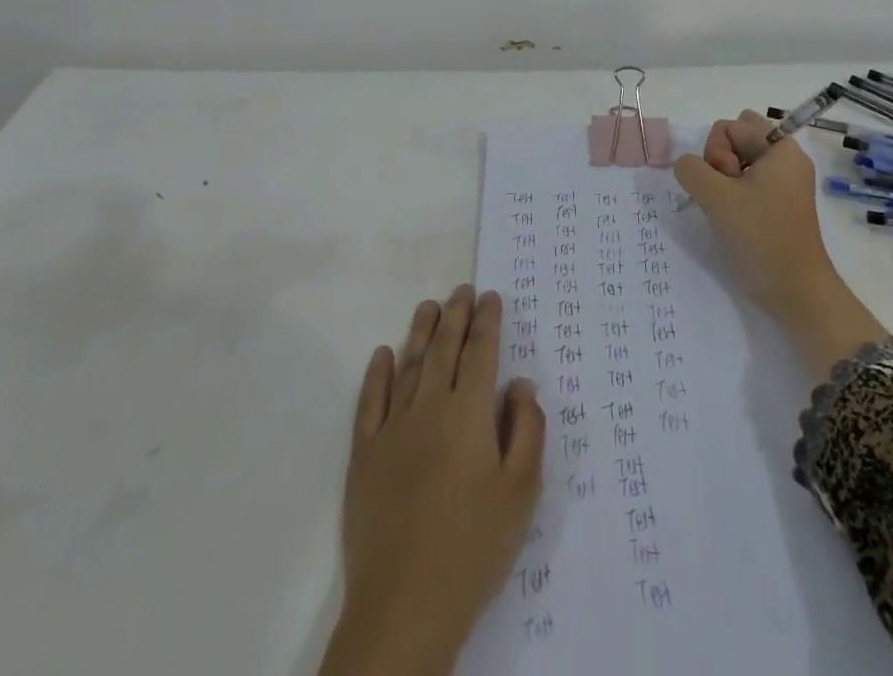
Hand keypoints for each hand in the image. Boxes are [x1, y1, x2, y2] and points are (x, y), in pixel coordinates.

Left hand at [319, 285, 546, 675]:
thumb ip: (527, 430)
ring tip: (428, 306)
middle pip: (444, 349)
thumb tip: (521, 383)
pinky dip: (377, 374)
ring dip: (420, 332)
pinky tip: (382, 355)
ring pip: (409, 366)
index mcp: (470, 413)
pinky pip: (370, 402)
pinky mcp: (365, 454)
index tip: (491, 296)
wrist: (406, 602)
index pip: (481, 352)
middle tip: (462, 289)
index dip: (487, 321)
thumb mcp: (521, 492)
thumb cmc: (474, 546)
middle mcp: (430, 407)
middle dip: (455, 315)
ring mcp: (393, 428)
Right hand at [674, 110, 889, 377]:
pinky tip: (733, 218)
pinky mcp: (779, 204)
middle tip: (725, 194)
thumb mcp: (716, 198)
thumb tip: (687, 165)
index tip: (726, 184)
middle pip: (737, 138)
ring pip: (739, 161)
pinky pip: (748, 182)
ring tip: (729, 210)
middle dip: (720, 160)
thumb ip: (691, 169)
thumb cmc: (761, 238)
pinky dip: (734, 194)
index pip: (730, 125)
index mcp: (781, 149)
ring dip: (724, 180)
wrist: (797, 294)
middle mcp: (786, 160)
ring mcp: (784, 183)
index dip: (717, 152)